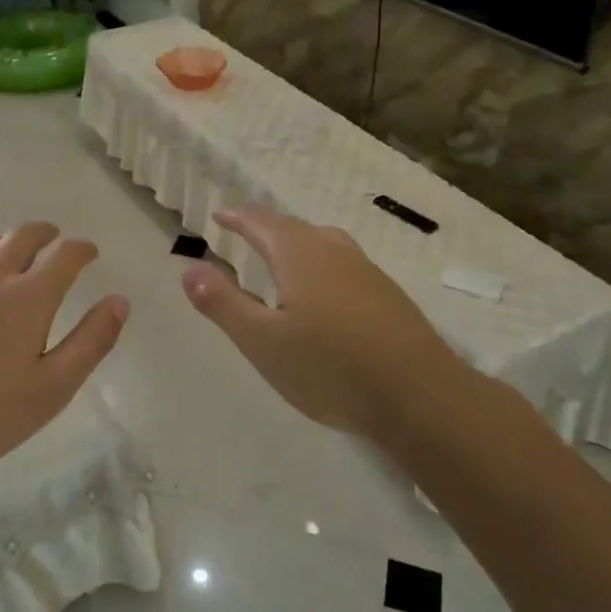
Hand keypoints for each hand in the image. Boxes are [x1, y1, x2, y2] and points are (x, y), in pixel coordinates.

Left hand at [0, 222, 129, 480]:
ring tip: (11, 257)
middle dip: (46, 234)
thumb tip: (120, 301)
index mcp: (29, 297)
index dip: (82, 248)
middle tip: (55, 244)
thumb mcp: (52, 389)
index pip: (65, 253)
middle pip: (24, 235)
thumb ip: (91, 342)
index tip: (91, 253)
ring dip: (6, 243)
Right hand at [180, 207, 467, 441]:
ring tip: (282, 253)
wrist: (421, 396)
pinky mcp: (389, 295)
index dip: (238, 217)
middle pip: (294, 228)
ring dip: (297, 241)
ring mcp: (367, 272)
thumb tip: (189, 269)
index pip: (262, 223)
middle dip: (265, 226)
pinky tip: (326, 289)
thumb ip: (224, 303)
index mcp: (300, 255)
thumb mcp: (263, 341)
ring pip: (324, 242)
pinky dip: (321, 262)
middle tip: (244, 230)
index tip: (219, 215)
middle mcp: (335, 252)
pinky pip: (344, 263)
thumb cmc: (331, 368)